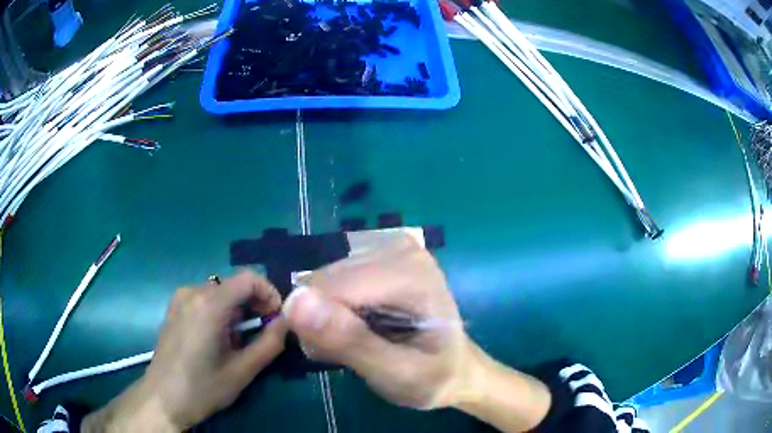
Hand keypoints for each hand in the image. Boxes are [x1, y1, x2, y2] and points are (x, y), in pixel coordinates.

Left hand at [82, 271, 286, 431]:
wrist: (163, 398)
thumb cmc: (203, 388)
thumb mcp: (242, 371)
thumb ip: (269, 343)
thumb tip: (286, 322)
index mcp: (209, 304)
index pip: (249, 278)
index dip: (269, 293)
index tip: (276, 318)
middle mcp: (193, 292)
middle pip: (234, 284)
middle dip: (255, 304)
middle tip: (263, 333)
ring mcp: (180, 298)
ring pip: (221, 292)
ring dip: (238, 310)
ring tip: (239, 340)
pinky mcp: (175, 307)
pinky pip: (205, 299)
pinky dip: (221, 311)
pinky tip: (218, 338)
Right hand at [283, 234, 475, 409]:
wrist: (454, 368)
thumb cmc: (433, 376)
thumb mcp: (397, 374)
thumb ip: (350, 342)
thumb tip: (294, 303)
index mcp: (410, 272)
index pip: (331, 288)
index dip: (318, 327)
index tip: (331, 356)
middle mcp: (396, 247)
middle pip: (323, 281)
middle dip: (322, 321)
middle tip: (348, 353)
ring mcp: (386, 246)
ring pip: (321, 280)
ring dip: (326, 316)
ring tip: (355, 342)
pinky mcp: (375, 254)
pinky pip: (330, 280)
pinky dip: (333, 308)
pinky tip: (357, 325)